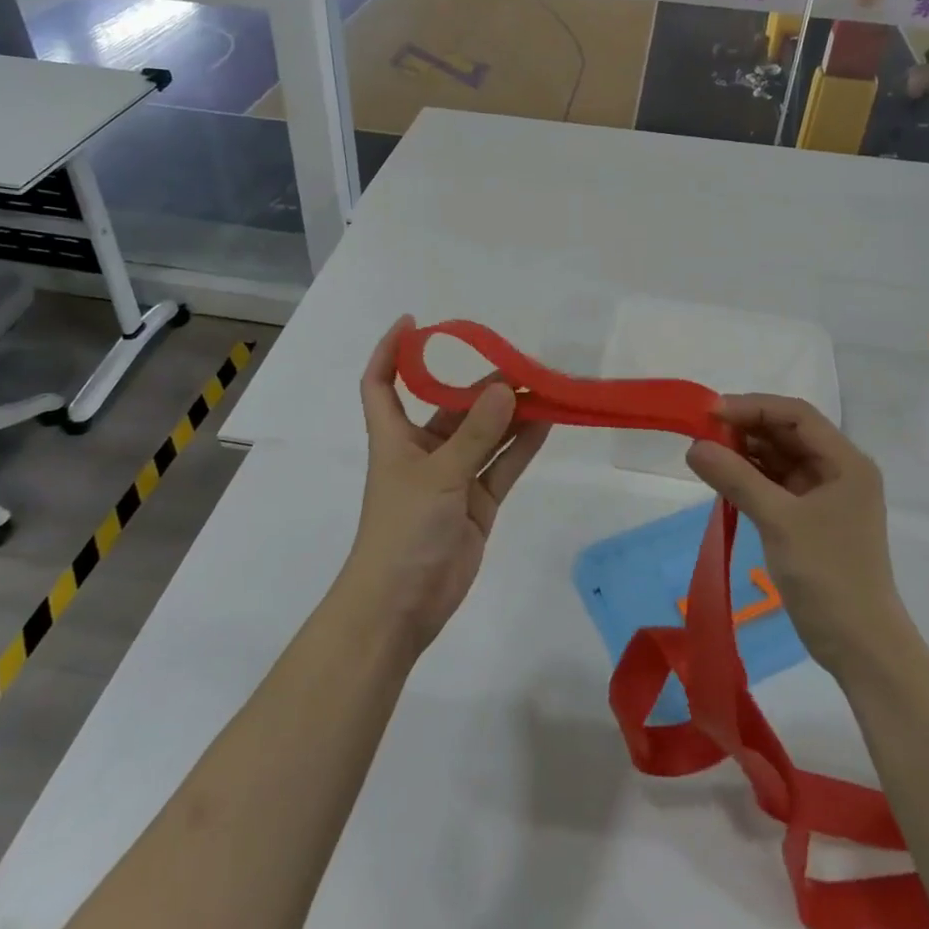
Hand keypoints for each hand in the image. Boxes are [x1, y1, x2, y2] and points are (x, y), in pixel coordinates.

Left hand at [343, 316, 550, 653]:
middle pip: (450, 407)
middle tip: (522, 365)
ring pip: (484, 435)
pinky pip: (502, 465)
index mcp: (395, 437)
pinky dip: (521, 446)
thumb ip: (476, 433)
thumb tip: (508, 389)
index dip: (390, 351)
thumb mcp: (438, 475)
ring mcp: (452, 478)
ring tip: (544, 389)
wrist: (401, 606)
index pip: (382, 383)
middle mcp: (423, 451)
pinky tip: (547, 423)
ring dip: (509, 414)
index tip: (413, 322)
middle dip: (481, 387)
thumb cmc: (403, 530)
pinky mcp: (476, 503)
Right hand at [686, 396, 903, 680]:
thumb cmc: (828, 575)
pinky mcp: (810, 517)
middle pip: (787, 433)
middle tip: (701, 434)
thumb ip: (736, 478)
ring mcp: (824, 495)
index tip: (710, 413)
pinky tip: (722, 478)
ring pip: (778, 457)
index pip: (796, 415)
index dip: (753, 407)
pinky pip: (775, 483)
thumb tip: (693, 446)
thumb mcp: (779, 521)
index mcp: (845, 461)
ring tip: (705, 454)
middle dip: (745, 429)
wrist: (860, 646)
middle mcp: (838, 470)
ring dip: (744, 453)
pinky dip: (749, 477)